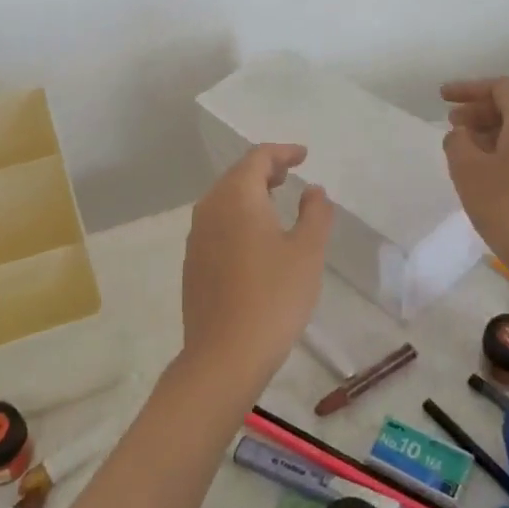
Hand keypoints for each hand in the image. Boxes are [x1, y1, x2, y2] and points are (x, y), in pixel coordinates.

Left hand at [180, 144, 333, 391]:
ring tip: (274, 199)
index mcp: (236, 197)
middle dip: (264, 169)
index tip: (303, 155)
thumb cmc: (274, 297)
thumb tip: (313, 190)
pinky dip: (237, 217)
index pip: (257, 159)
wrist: (224, 355)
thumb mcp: (308, 252)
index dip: (282, 152)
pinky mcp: (193, 263)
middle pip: (236, 176)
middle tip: (289, 173)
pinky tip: (254, 237)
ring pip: (223, 200)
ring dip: (249, 193)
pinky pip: (216, 224)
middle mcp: (210, 209)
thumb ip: (315, 214)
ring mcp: (196, 237)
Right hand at [442, 77, 508, 284]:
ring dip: (489, 130)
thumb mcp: (468, 171)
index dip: (469, 88)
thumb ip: (457, 142)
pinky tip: (484, 169)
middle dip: (478, 110)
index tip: (442, 98)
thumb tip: (461, 133)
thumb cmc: (508, 208)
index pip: (500, 87)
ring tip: (462, 148)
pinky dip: (504, 146)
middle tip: (450, 125)